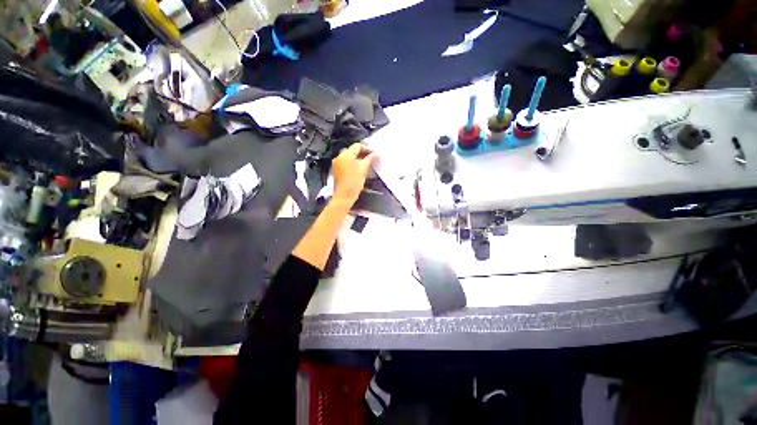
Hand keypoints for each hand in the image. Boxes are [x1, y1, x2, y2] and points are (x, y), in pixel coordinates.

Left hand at [332, 142, 376, 205]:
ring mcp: (336, 163)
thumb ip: (370, 159)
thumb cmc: (354, 182)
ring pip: (349, 157)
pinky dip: (352, 164)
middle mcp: (339, 156)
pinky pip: (345, 163)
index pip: (357, 146)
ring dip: (357, 159)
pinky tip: (358, 169)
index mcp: (346, 155)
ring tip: (366, 164)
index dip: (367, 148)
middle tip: (371, 158)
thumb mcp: (364, 169)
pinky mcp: (336, 170)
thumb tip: (376, 154)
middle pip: (352, 151)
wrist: (344, 196)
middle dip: (362, 153)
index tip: (374, 154)